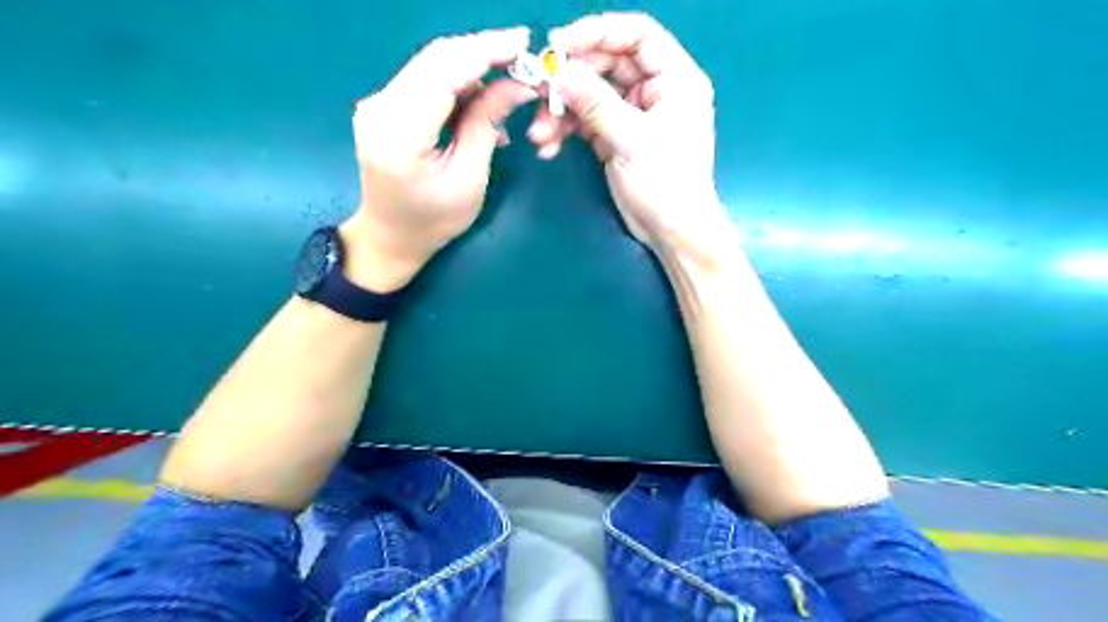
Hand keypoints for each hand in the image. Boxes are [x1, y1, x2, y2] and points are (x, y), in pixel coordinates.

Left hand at [346, 28, 538, 290]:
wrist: (390, 237)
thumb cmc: (434, 221)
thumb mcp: (469, 179)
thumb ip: (487, 125)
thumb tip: (517, 84)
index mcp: (399, 132)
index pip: (444, 71)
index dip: (485, 50)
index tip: (524, 42)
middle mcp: (380, 107)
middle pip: (436, 58)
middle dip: (483, 52)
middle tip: (523, 58)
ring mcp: (378, 103)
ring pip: (432, 65)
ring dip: (473, 70)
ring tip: (507, 93)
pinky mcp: (384, 106)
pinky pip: (426, 82)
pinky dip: (458, 86)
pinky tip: (480, 107)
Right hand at [526, 15, 728, 257]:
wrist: (671, 232)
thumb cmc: (666, 183)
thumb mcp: (632, 139)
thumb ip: (595, 103)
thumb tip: (559, 72)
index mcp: (674, 79)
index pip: (637, 35)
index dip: (597, 32)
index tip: (558, 44)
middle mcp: (654, 90)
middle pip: (606, 65)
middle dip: (570, 81)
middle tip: (539, 92)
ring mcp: (633, 115)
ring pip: (590, 96)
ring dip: (561, 112)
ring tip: (540, 134)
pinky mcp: (616, 137)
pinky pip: (586, 123)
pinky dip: (566, 131)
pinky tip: (549, 146)